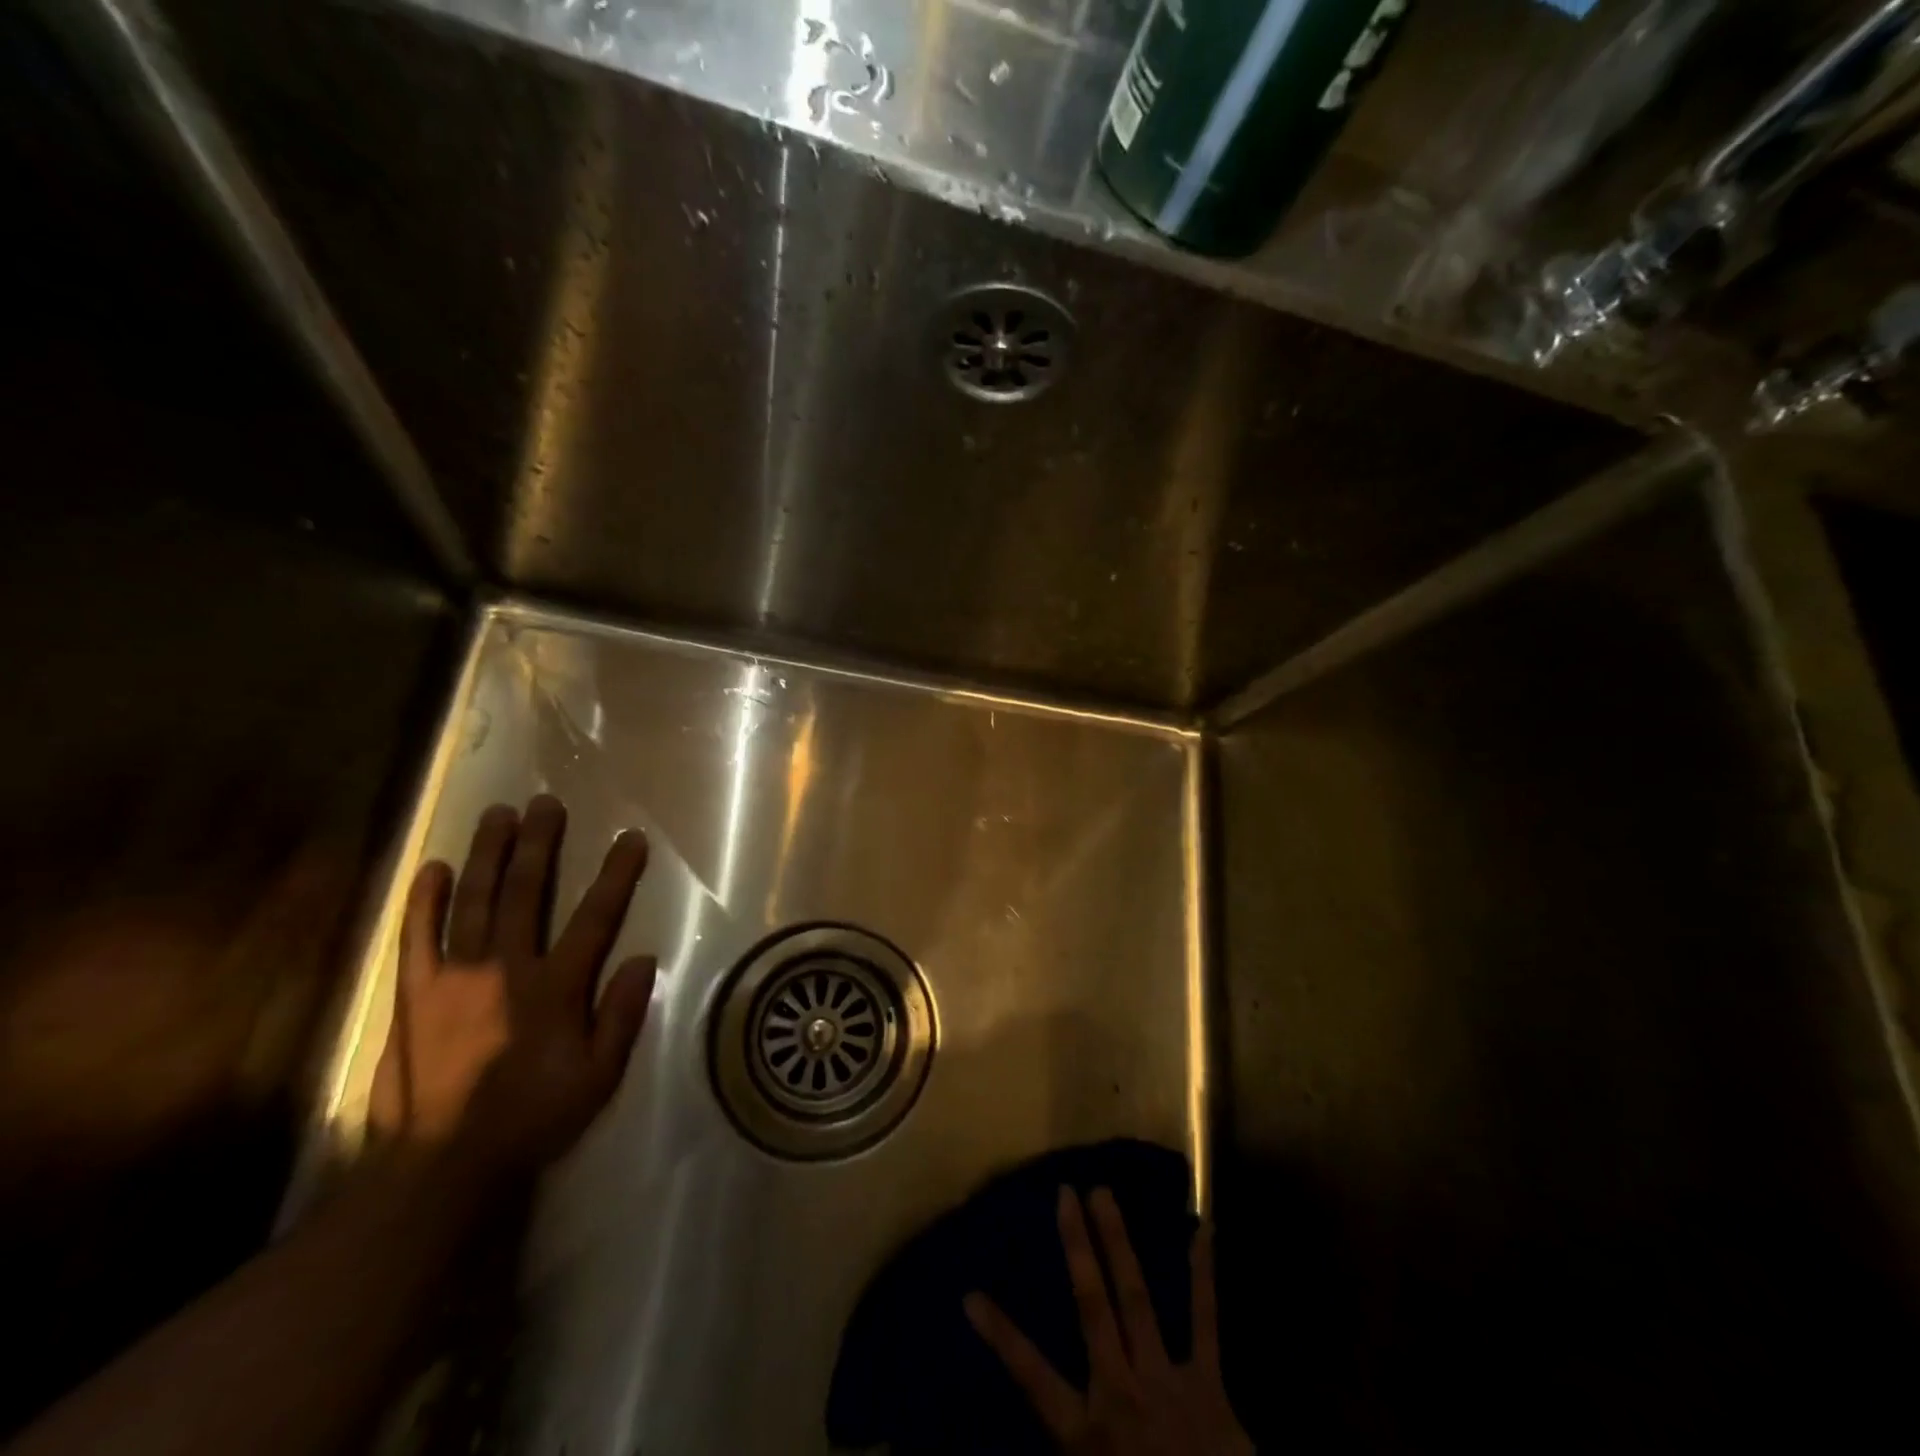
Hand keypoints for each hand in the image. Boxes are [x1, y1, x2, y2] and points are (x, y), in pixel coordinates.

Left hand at [370, 795, 655, 1179]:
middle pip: (526, 892)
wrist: (440, 1165)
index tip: (630, 839)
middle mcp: (506, 968)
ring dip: (488, 855)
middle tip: (545, 804)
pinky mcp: (414, 994)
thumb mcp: (598, 1077)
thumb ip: (620, 1016)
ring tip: (498, 815)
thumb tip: (642, 960)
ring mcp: (454, 976)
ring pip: (475, 901)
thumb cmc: (531, 1118)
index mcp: (554, 987)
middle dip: (539, 844)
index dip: (616, 875)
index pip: (595, 917)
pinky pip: (417, 937)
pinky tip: (434, 868)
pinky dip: (425, 901)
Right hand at [965, 1187, 1251, 1455]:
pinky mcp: (1209, 1385)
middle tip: (1065, 1192)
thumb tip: (1022, 1427)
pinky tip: (1203, 1230)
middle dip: (1076, 1247)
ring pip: (1135, 1297)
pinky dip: (1202, 1275)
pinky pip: (1205, 1322)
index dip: (1000, 1334)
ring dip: (1118, 1242)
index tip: (970, 1294)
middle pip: (1091, 1305)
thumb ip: (1072, 1444)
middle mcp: (1120, 1391)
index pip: (1031, 1375)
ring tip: (1104, 1193)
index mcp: (1087, 1431)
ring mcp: (1165, 1381)